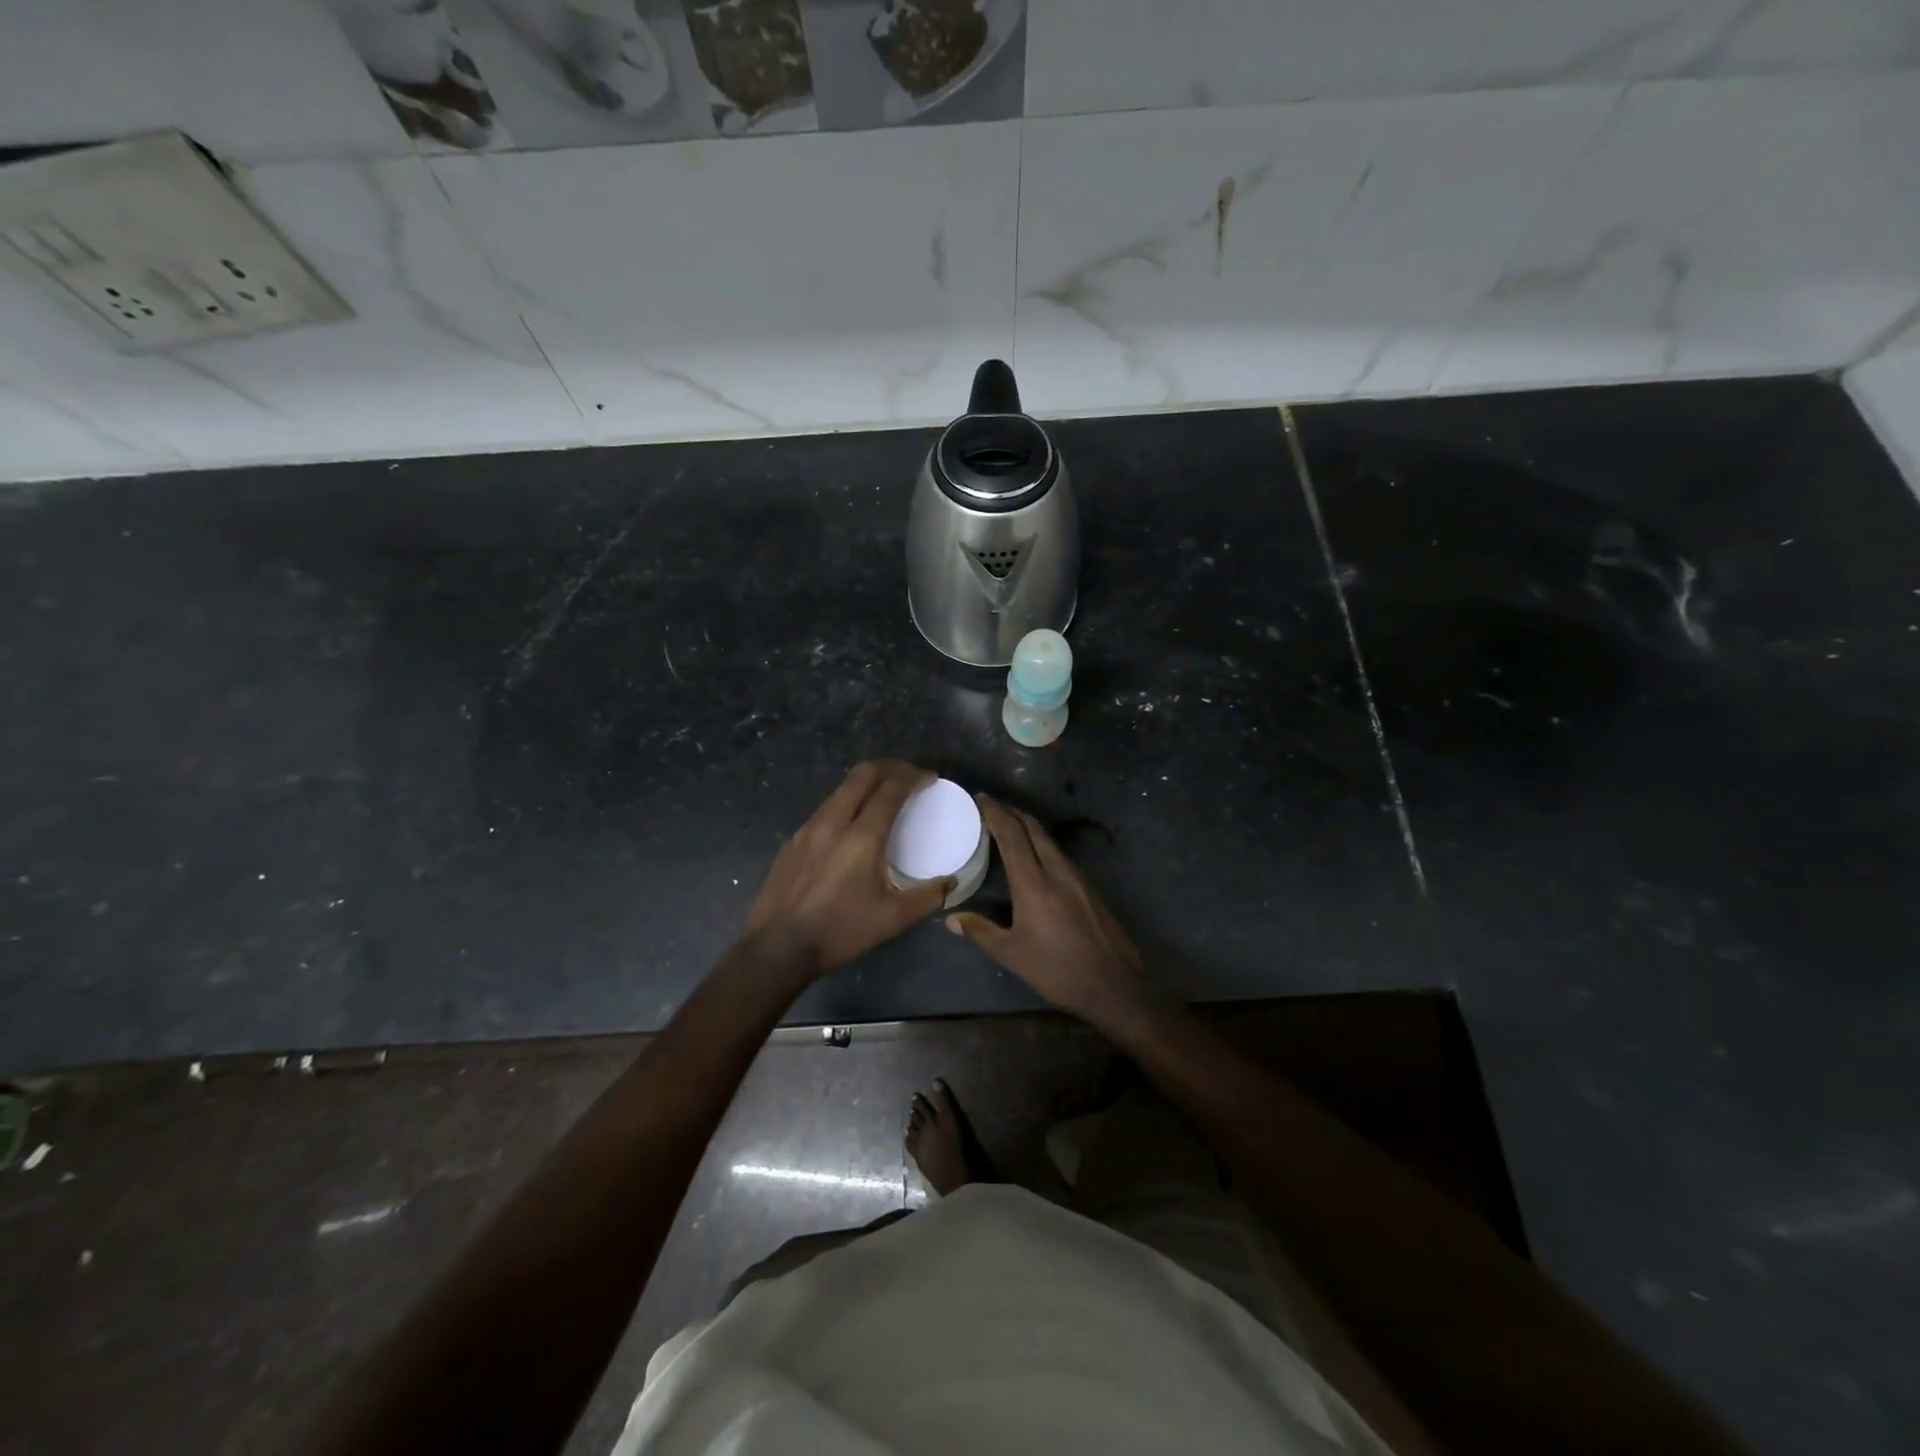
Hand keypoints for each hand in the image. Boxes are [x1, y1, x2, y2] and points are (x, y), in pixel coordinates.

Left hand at [745, 761, 951, 978]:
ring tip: (883, 795)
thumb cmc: (841, 931)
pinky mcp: (793, 840)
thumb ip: (928, 897)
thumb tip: (951, 882)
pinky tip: (851, 824)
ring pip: (841, 789)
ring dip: (866, 783)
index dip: (913, 777)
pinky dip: (846, 803)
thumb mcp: (893, 919)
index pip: (891, 789)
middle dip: (890, 768)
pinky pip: (825, 808)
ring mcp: (808, 828)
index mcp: (862, 838)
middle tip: (908, 776)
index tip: (930, 777)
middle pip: (863, 775)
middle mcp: (834, 822)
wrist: (779, 947)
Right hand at [947, 796, 1144, 1018]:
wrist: (1112, 984)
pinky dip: (1042, 844)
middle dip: (1012, 812)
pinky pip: (1060, 854)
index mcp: (1034, 882)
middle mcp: (1057, 870)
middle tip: (992, 806)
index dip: (995, 813)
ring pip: (1049, 840)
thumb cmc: (1056, 970)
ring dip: (1028, 827)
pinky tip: (1035, 856)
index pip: (1012, 835)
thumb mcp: (1012, 954)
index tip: (980, 799)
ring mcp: (1077, 876)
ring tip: (1010, 826)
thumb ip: (981, 931)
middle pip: (1033, 828)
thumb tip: (952, 919)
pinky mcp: (1089, 887)